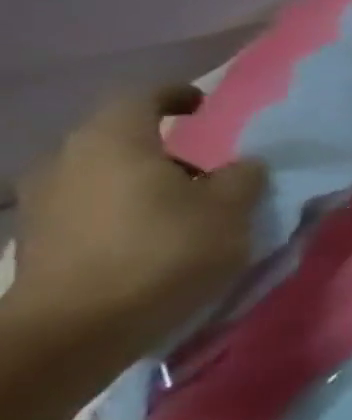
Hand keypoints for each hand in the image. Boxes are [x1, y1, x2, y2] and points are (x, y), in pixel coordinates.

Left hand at [11, 86, 265, 363]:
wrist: (79, 324)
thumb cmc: (165, 252)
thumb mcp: (230, 212)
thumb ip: (242, 179)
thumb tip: (242, 164)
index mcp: (114, 142)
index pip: (141, 97)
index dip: (175, 95)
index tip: (203, 106)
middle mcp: (68, 158)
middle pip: (117, 137)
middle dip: (162, 148)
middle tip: (204, 169)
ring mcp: (45, 198)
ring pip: (101, 172)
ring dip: (140, 181)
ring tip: (181, 208)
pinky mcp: (41, 234)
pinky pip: (88, 204)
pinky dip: (121, 208)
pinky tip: (149, 235)